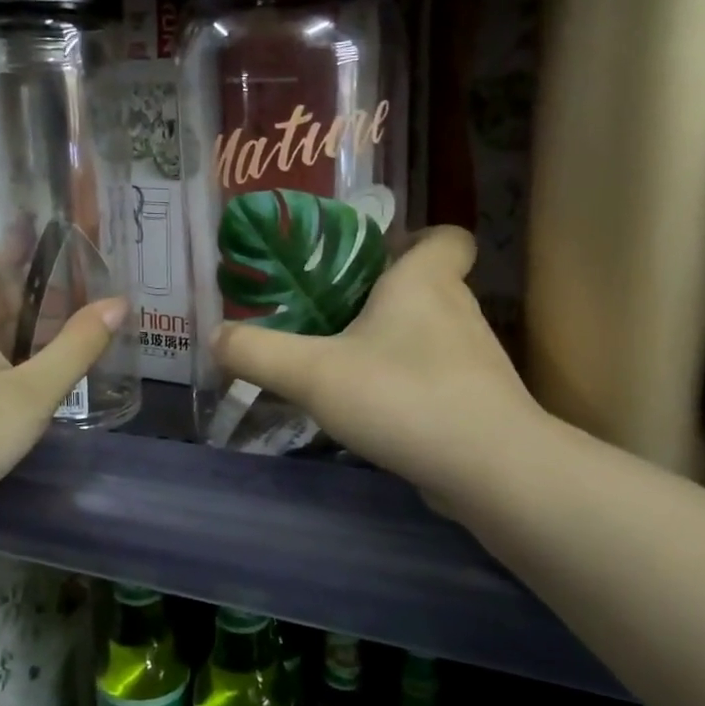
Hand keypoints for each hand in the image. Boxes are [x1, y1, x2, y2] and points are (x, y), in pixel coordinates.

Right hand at [212, 227, 543, 509]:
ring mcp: (473, 359)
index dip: (415, 238)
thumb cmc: (403, 396)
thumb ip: (258, 353)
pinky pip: (436, 377)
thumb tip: (214, 336)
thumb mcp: (313, 373)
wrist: (489, 470)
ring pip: (429, 334)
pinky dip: (408, 384)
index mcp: (425, 281)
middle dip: (382, 296)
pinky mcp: (476, 401)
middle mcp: (457, 309)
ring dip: (392, 344)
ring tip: (342, 366)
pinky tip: (373, 411)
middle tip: (329, 316)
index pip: (446, 235)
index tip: (371, 260)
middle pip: (426, 285)